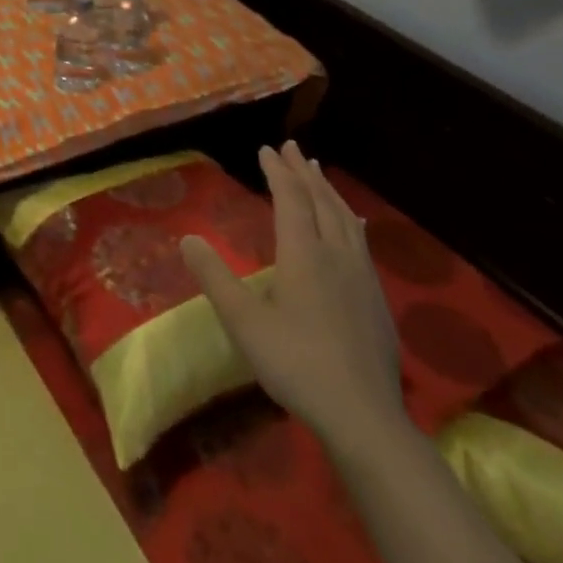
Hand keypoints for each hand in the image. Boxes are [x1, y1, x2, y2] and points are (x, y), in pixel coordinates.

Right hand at [181, 141, 403, 452]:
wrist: (363, 414)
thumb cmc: (295, 364)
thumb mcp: (243, 322)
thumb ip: (215, 277)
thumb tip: (188, 238)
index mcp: (303, 255)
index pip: (290, 200)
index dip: (277, 172)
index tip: (266, 149)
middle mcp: (335, 255)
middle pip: (320, 202)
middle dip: (303, 172)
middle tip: (292, 148)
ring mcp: (361, 276)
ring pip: (344, 218)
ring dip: (328, 191)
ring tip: (318, 172)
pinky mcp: (375, 297)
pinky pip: (360, 240)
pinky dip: (348, 219)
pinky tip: (352, 225)